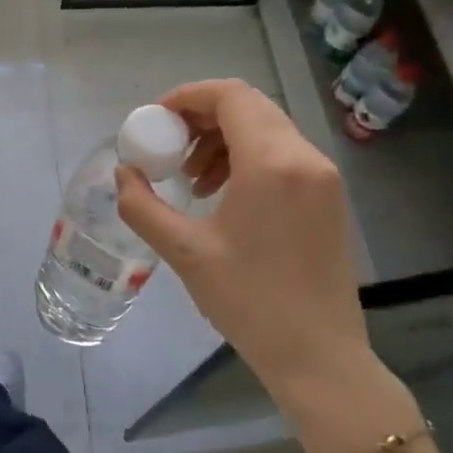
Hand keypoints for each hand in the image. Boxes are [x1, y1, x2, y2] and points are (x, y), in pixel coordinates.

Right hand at [114, 79, 374, 402]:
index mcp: (272, 163)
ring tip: (191, 179)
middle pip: (249, 107)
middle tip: (167, 147)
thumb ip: (143, 206)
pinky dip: (246, 158)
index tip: (155, 120)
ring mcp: (323, 177)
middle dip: (201, 118)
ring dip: (222, 139)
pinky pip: (282, 154)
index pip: (230, 96)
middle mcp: (305, 157)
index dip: (187, 97)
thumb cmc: (249, 301)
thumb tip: (124, 173)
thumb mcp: (183, 252)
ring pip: (266, 129)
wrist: (319, 356)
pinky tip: (222, 195)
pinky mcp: (329, 197)